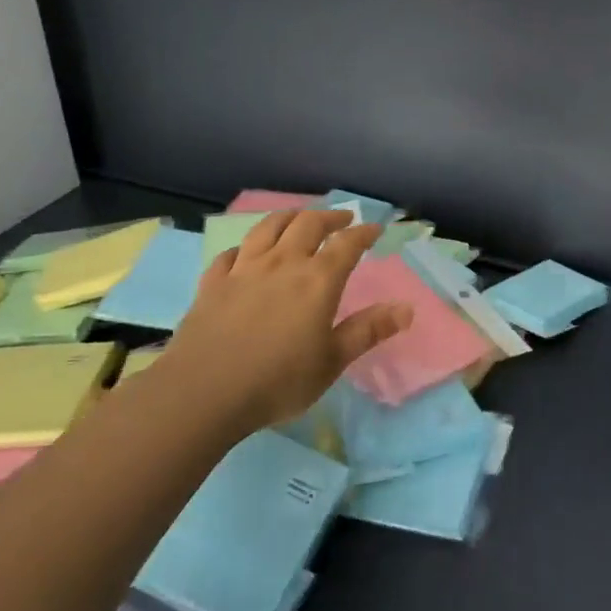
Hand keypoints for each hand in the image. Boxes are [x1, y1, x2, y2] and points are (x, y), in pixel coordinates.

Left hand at [170, 210, 411, 433]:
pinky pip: (231, 253)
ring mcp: (244, 269)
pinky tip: (246, 253)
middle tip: (342, 219)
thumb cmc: (278, 381)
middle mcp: (283, 263)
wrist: (203, 393)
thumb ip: (368, 331)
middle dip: (329, 217)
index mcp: (317, 280)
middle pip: (308, 224)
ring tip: (299, 218)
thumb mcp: (332, 361)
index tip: (375, 228)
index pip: (347, 244)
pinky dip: (245, 247)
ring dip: (289, 217)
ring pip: (269, 228)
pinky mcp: (213, 283)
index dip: (363, 233)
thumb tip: (407, 308)